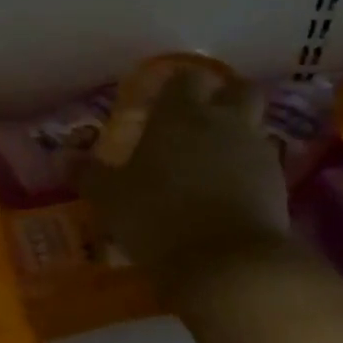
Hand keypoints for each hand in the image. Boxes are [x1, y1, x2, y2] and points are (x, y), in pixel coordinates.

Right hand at [84, 71, 289, 294]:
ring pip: (255, 127)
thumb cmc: (157, 218)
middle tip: (204, 120)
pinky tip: (233, 197)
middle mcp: (223, 122)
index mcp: (180, 115)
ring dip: (240, 137)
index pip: (185, 79)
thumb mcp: (110, 199)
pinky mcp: (279, 184)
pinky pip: (264, 166)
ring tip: (216, 165)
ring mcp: (256, 151)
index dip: (177, 88)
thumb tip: (63, 158)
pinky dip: (251, 173)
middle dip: (225, 97)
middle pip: (238, 89)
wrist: (227, 263)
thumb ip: (89, 175)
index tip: (164, 102)